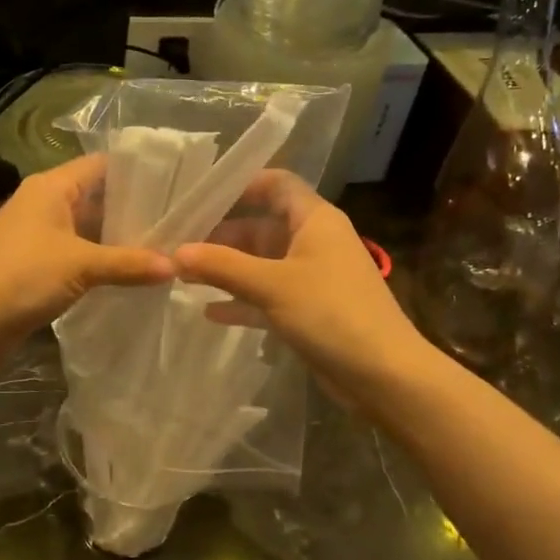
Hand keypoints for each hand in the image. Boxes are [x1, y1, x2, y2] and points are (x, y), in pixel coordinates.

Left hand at [0, 154, 172, 351]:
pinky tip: (135, 271)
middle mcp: (46, 203)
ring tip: (167, 245)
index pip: (101, 165)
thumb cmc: (21, 276)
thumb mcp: (80, 265)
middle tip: (180, 219)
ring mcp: (41, 235)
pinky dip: (104, 259)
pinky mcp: (39, 264)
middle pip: (98, 196)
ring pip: (90, 228)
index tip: (175, 182)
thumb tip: (176, 266)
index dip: (137, 170)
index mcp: (51, 187)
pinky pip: (80, 253)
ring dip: (121, 238)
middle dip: (135, 208)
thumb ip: (129, 263)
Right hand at [173, 171, 426, 395]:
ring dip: (228, 269)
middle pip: (262, 226)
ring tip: (183, 276)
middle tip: (179, 245)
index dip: (242, 185)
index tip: (201, 197)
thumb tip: (176, 252)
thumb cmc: (331, 314)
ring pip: (262, 264)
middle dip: (222, 235)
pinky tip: (210, 312)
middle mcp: (315, 242)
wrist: (384, 375)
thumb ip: (222, 266)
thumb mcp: (271, 285)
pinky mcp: (309, 311)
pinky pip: (268, 296)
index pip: (277, 184)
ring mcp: (313, 278)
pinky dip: (242, 300)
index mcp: (315, 220)